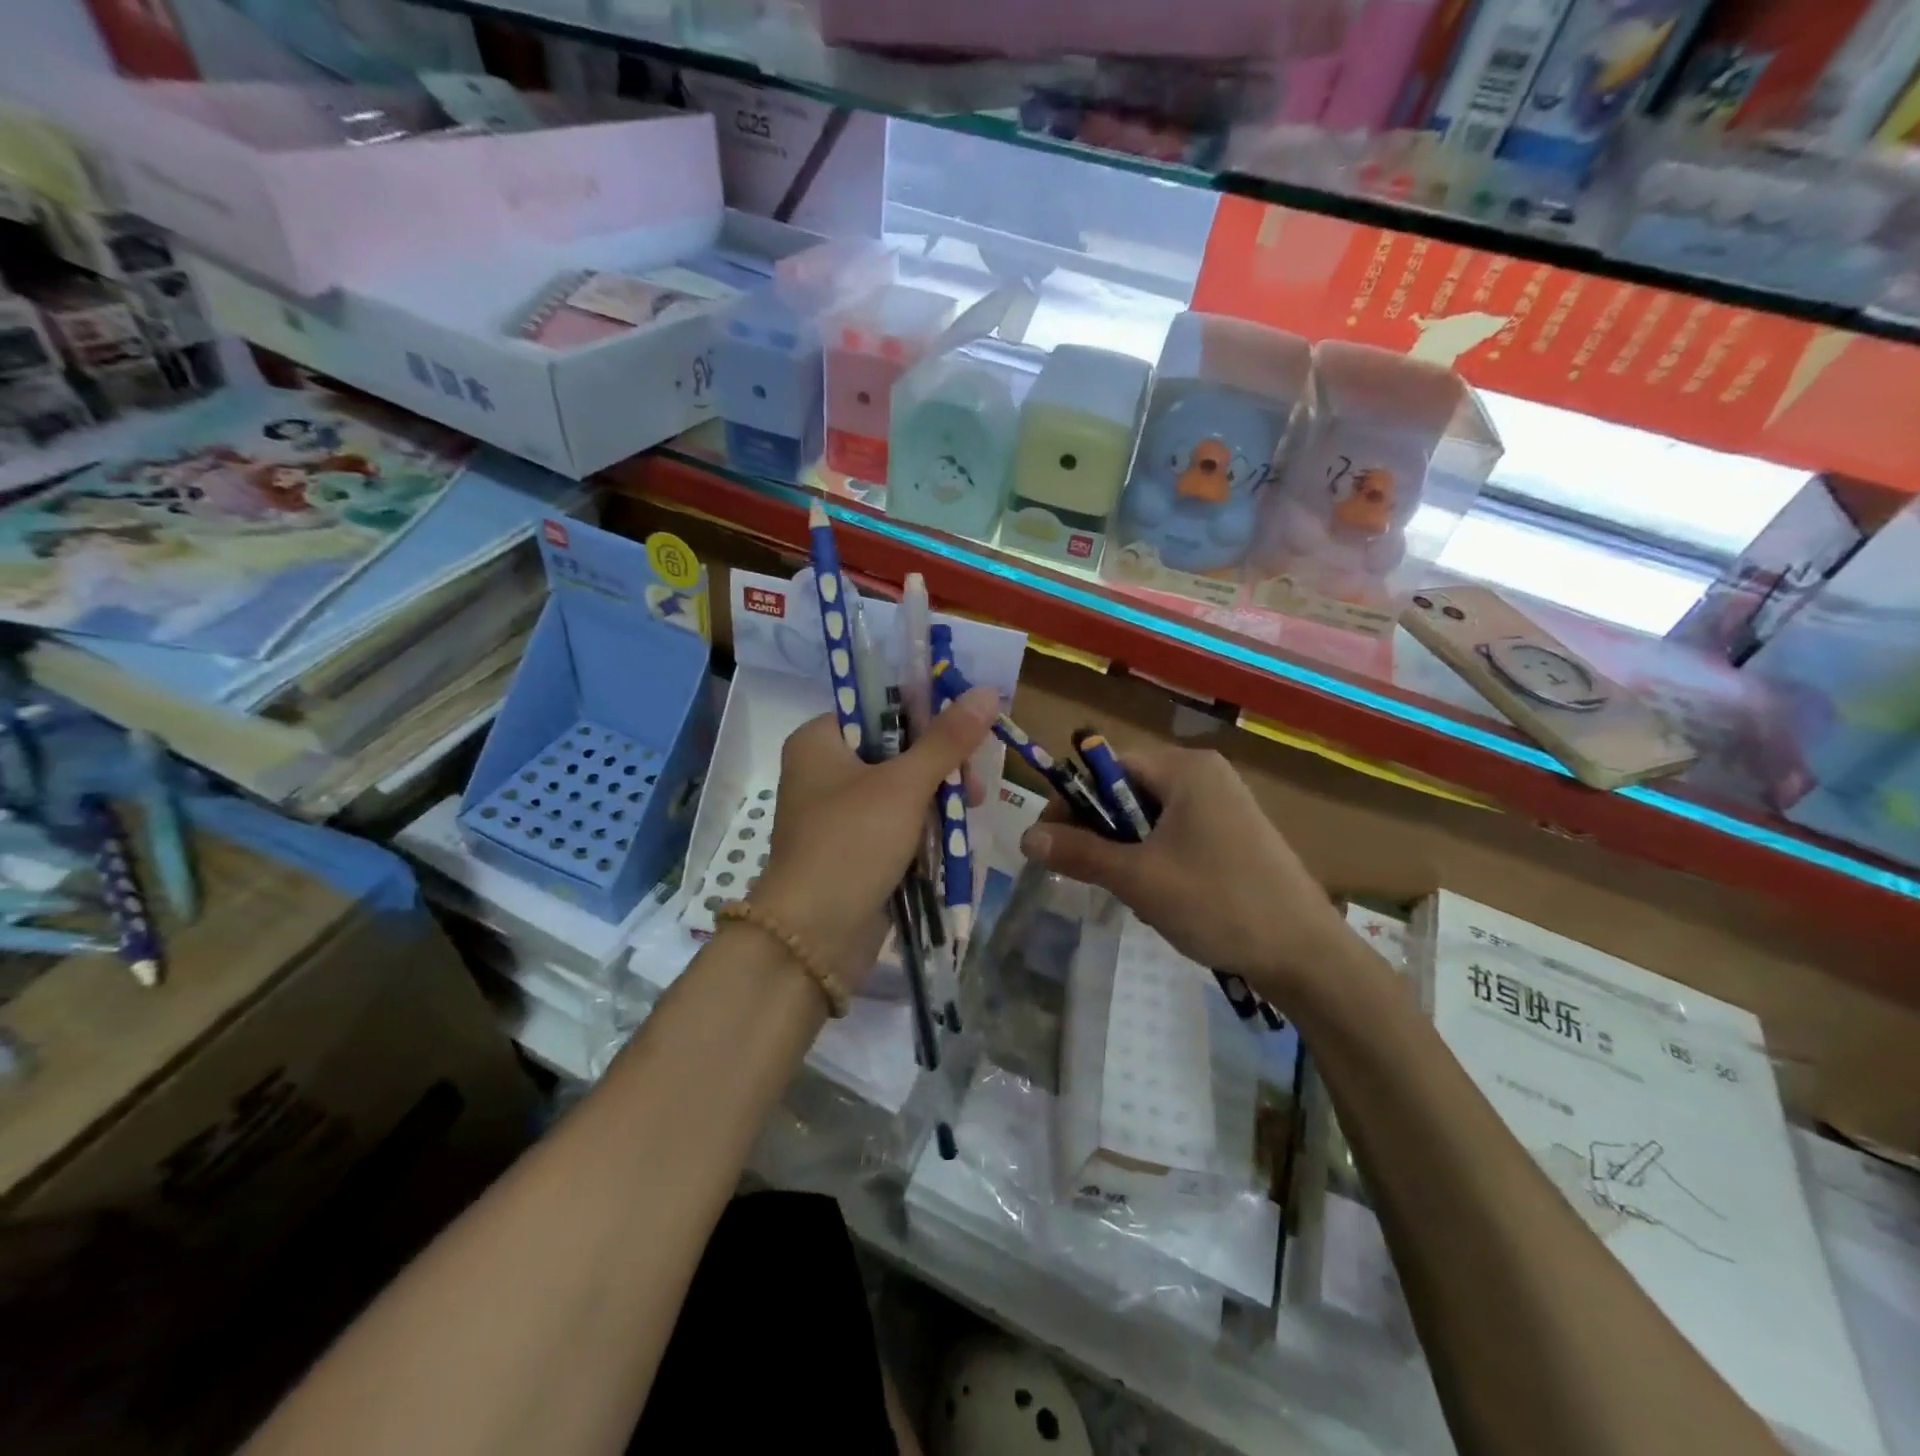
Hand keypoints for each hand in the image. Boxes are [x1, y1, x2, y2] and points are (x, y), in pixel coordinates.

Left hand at [751, 686, 997, 987]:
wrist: (813, 936)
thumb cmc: (852, 842)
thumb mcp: (904, 785)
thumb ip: (947, 740)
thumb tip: (987, 691)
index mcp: (819, 741)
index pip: (879, 708)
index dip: (926, 714)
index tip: (967, 730)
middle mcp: (822, 771)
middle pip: (894, 749)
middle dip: (939, 765)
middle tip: (972, 783)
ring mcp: (835, 813)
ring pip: (898, 789)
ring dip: (936, 798)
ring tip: (970, 809)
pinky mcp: (850, 848)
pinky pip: (893, 824)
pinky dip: (922, 826)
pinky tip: (953, 834)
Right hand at [1017, 747, 1352, 1006]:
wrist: (1306, 955)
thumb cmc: (1217, 902)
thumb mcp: (1138, 878)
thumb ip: (1080, 853)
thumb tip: (1026, 837)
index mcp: (1186, 768)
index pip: (1109, 766)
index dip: (1073, 801)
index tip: (1050, 842)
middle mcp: (1206, 774)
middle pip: (1129, 790)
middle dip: (1102, 831)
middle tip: (1087, 873)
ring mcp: (1226, 804)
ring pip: (1151, 817)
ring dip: (1128, 850)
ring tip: (1131, 891)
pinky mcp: (1236, 834)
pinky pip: (1178, 833)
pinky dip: (1157, 858)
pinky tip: (1162, 896)